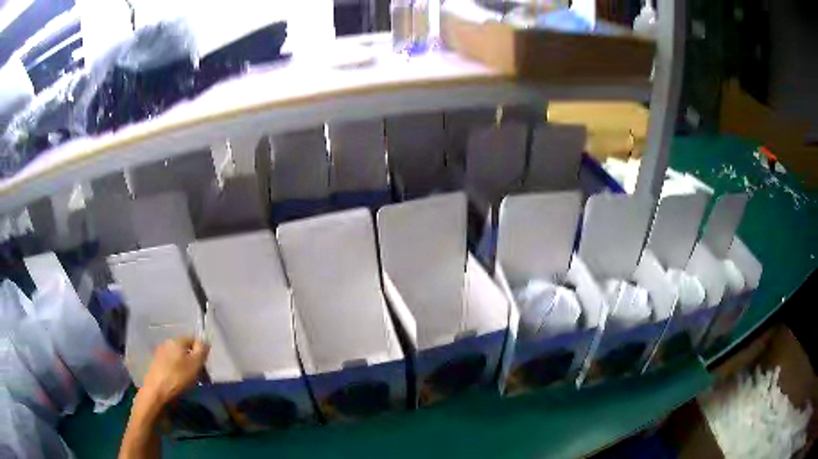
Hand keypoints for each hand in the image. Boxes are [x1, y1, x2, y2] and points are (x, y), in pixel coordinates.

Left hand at [140, 337, 209, 406]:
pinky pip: (171, 364)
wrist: (156, 390)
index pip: (193, 339)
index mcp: (177, 340)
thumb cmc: (178, 376)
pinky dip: (178, 371)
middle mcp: (167, 343)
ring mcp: (160, 353)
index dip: (202, 352)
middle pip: (186, 350)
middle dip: (195, 362)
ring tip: (191, 382)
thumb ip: (202, 351)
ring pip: (179, 358)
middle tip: (202, 378)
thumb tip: (205, 340)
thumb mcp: (195, 364)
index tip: (206, 367)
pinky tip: (180, 382)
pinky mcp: (156, 364)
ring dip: (187, 368)